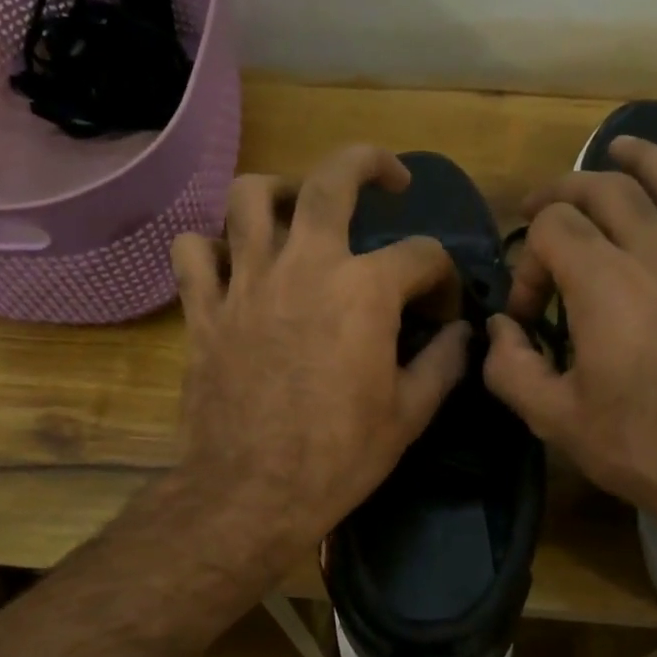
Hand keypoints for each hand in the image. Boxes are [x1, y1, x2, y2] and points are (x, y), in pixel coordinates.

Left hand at [169, 144, 470, 574]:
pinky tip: (231, 265)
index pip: (422, 255)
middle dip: (369, 163)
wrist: (252, 493)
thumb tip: (462, 335)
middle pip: (332, 178)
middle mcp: (305, 265)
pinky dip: (211, 248)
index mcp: (365, 290)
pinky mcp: (204, 310)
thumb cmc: (339, 458)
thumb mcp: (409, 416)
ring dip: (279, 193)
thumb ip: (442, 363)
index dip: (443, 279)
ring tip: (296, 212)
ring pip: (250, 196)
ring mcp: (247, 282)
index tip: (441, 314)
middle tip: (386, 178)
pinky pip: (194, 252)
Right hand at [483, 137, 656, 522]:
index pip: (551, 231)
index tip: (526, 318)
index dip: (525, 263)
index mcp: (604, 284)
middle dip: (565, 191)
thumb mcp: (556, 420)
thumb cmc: (644, 447)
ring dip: (644, 159)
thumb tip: (497, 332)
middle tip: (542, 208)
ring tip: (619, 147)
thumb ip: (511, 368)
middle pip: (608, 190)